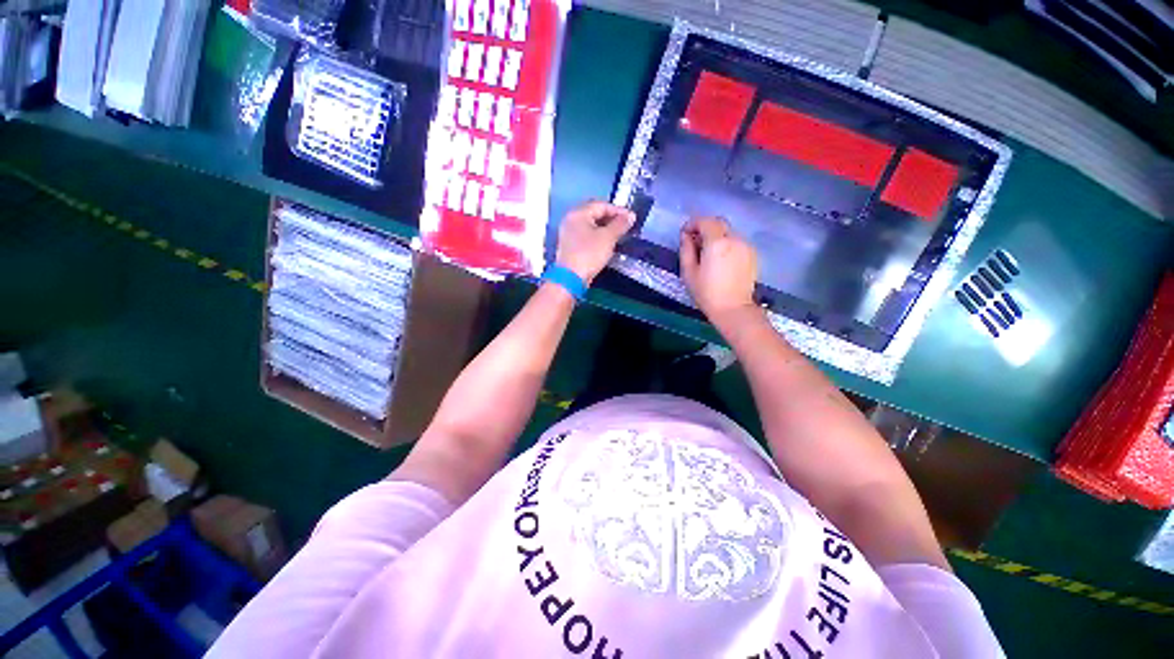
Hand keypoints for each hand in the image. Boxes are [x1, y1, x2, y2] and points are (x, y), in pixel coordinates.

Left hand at [555, 201, 634, 283]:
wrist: (571, 278)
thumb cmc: (589, 254)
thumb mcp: (608, 238)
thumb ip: (620, 224)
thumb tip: (630, 216)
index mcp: (577, 214)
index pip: (601, 205)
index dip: (618, 210)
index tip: (631, 218)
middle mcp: (571, 220)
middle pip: (595, 214)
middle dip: (612, 219)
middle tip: (626, 226)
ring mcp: (569, 234)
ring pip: (591, 226)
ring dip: (606, 229)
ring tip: (619, 235)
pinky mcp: (571, 246)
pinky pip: (587, 236)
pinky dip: (598, 237)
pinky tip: (607, 244)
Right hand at [679, 217, 758, 321]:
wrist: (733, 309)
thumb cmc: (707, 293)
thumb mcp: (689, 272)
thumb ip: (686, 250)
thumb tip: (685, 236)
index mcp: (717, 242)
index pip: (705, 221)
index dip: (693, 223)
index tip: (685, 233)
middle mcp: (734, 239)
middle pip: (719, 223)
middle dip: (705, 227)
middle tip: (694, 242)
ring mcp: (745, 246)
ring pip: (728, 232)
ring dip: (716, 236)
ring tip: (707, 253)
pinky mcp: (752, 255)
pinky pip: (736, 242)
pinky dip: (726, 244)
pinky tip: (720, 260)